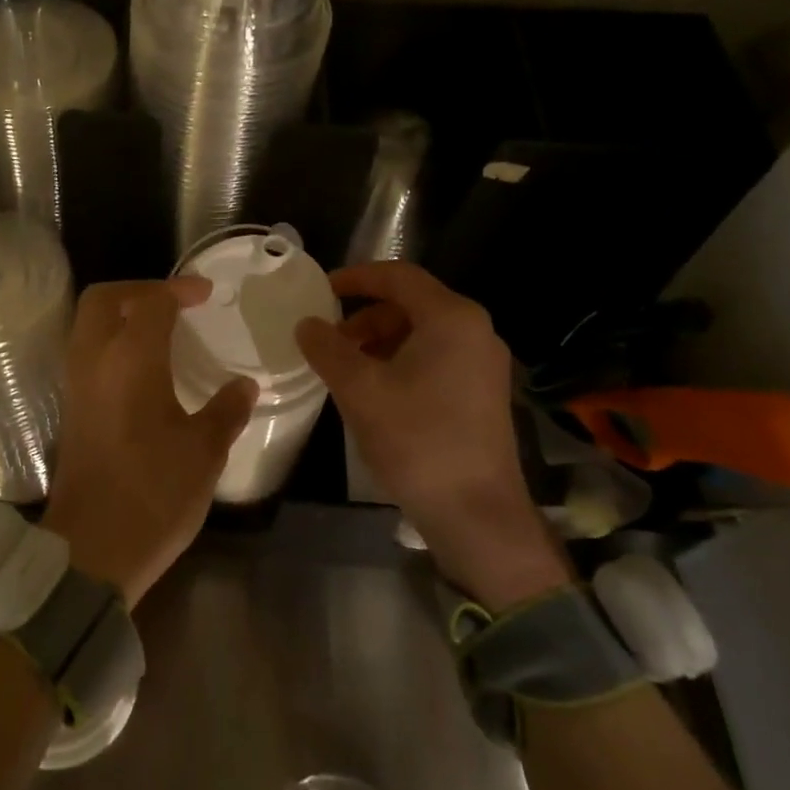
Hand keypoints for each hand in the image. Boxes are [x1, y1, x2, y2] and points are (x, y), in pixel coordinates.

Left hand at [43, 278, 257, 607]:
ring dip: (121, 315)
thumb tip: (244, 386)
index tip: (206, 294)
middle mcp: (94, 361)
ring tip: (162, 331)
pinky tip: (144, 369)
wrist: (92, 548)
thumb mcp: (204, 452)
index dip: (179, 289)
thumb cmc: (154, 493)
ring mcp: (76, 385)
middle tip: (175, 303)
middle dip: (139, 290)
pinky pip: (87, 353)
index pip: (151, 301)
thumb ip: (226, 410)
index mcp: (130, 360)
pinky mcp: (71, 409)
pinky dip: (111, 343)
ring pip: (88, 325)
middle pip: (103, 299)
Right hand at [295, 261, 570, 609]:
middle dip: (364, 317)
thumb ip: (328, 349)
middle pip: (410, 304)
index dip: (355, 277)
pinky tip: (374, 391)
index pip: (398, 276)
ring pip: (421, 333)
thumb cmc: (417, 440)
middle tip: (328, 341)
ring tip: (345, 369)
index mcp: (451, 318)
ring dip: (379, 341)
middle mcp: (474, 331)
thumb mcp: (360, 390)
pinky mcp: (481, 392)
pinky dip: (399, 362)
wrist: (476, 513)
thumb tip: (306, 324)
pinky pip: (435, 358)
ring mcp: (482, 363)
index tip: (320, 290)